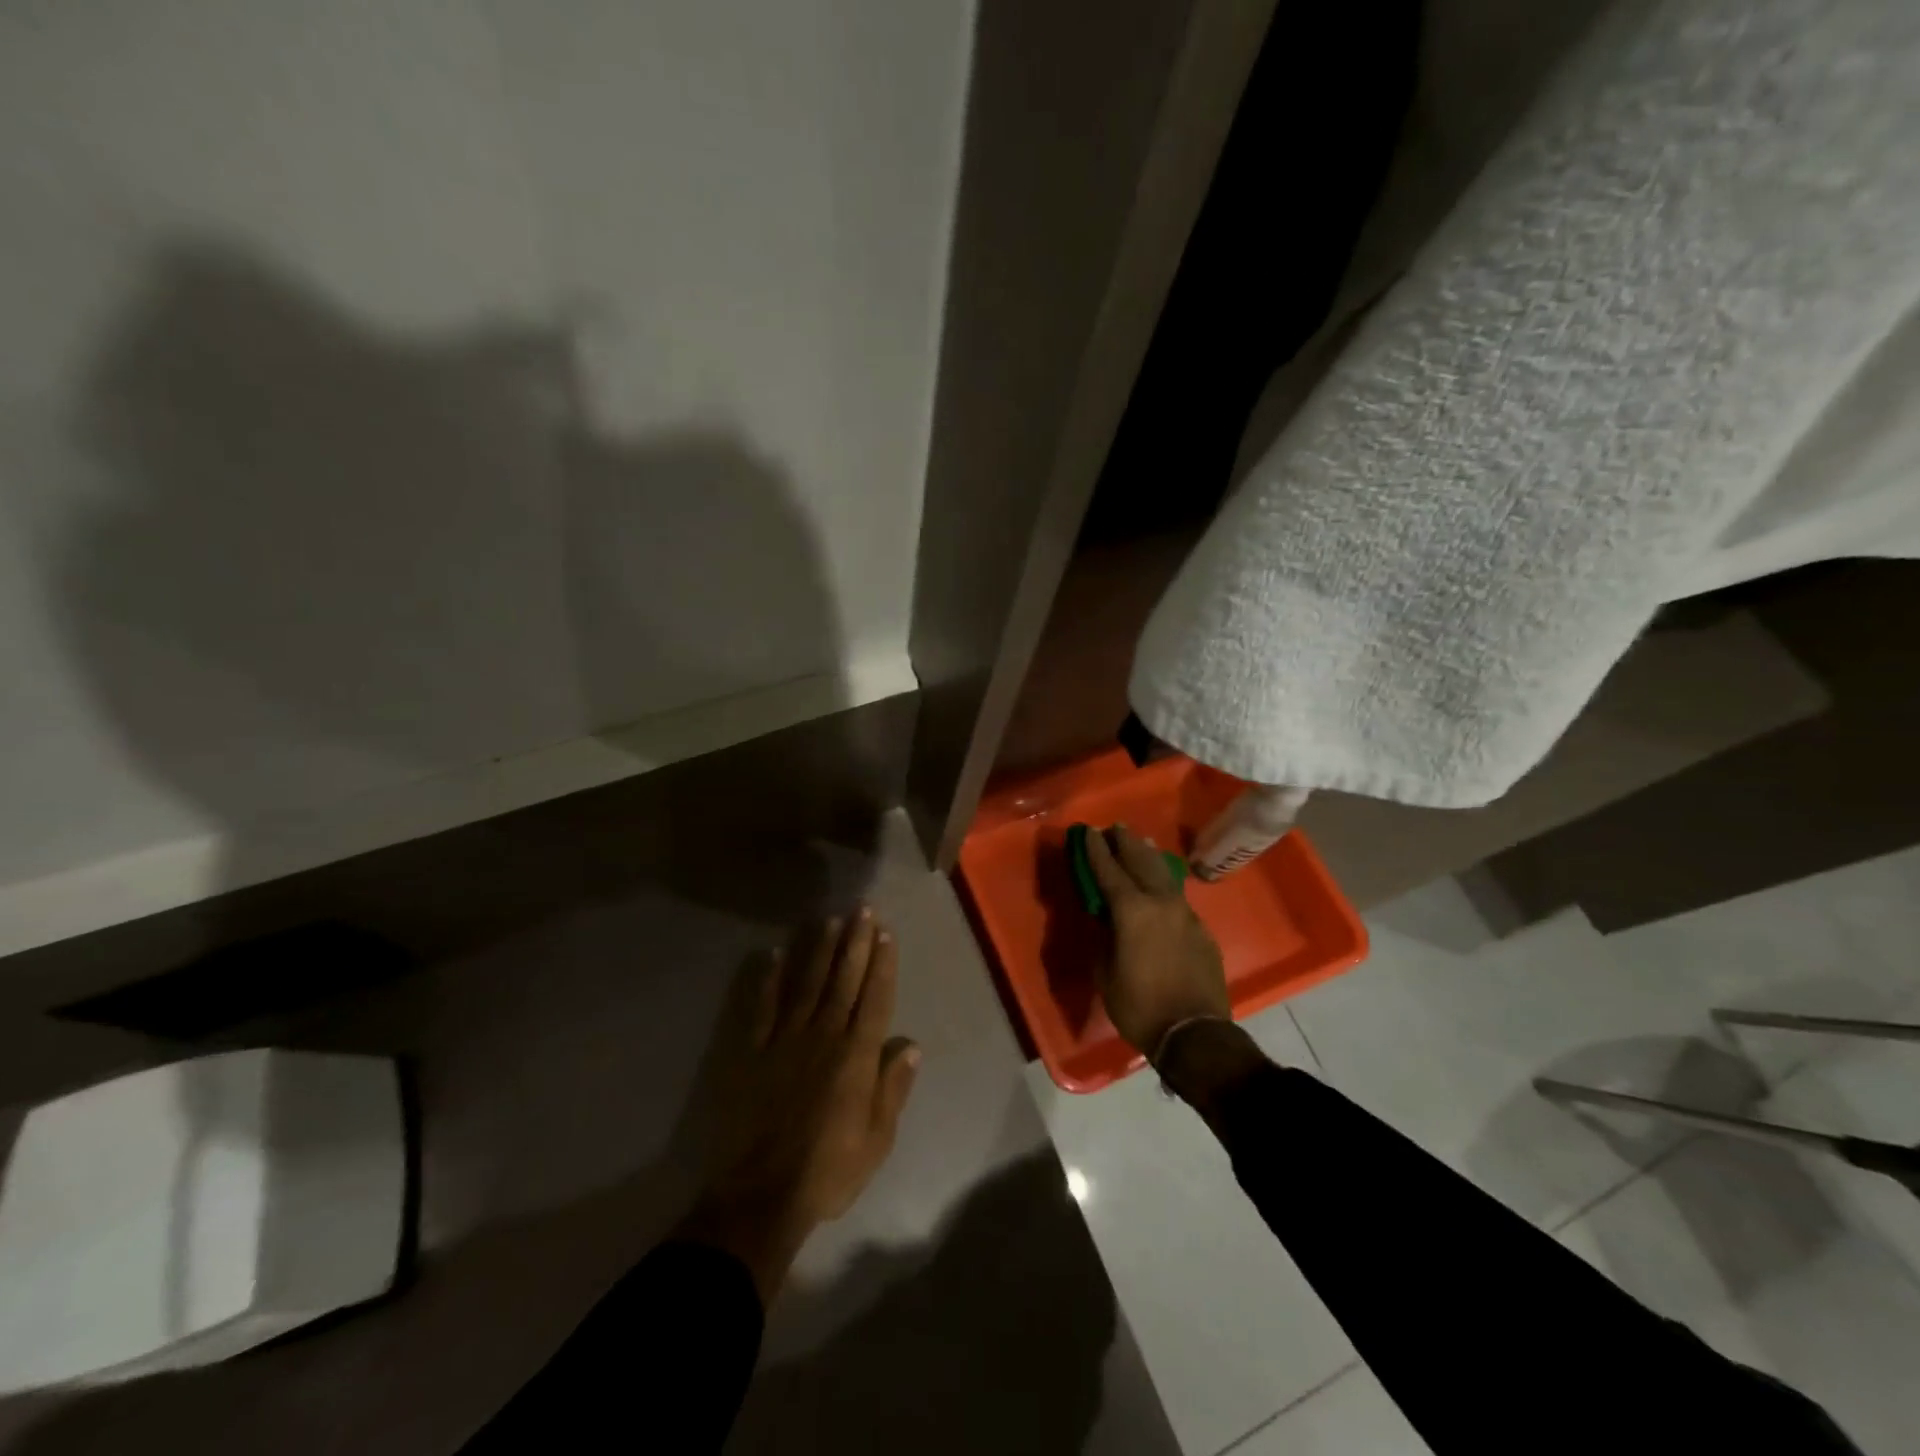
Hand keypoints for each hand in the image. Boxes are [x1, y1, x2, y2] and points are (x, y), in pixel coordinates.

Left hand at [678, 909, 919, 1303]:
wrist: (760, 1195)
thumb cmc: (827, 1170)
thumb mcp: (877, 1140)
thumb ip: (893, 1089)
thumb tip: (911, 1045)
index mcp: (856, 1057)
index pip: (874, 1000)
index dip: (882, 965)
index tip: (885, 934)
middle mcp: (823, 1037)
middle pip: (843, 981)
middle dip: (855, 943)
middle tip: (862, 910)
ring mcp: (785, 1040)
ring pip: (807, 984)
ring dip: (819, 950)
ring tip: (829, 921)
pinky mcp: (753, 1052)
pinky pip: (762, 1007)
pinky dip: (768, 979)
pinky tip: (773, 954)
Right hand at [1084, 825, 1230, 1057]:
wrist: (1195, 1033)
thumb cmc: (1139, 1006)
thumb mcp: (1105, 973)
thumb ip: (1104, 938)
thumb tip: (1106, 920)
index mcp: (1132, 911)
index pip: (1109, 871)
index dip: (1097, 851)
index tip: (1089, 832)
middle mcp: (1160, 902)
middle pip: (1141, 862)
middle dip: (1125, 844)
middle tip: (1115, 828)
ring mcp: (1185, 914)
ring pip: (1164, 874)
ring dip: (1148, 856)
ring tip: (1140, 842)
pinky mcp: (1200, 929)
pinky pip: (1178, 897)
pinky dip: (1165, 883)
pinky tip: (1162, 884)